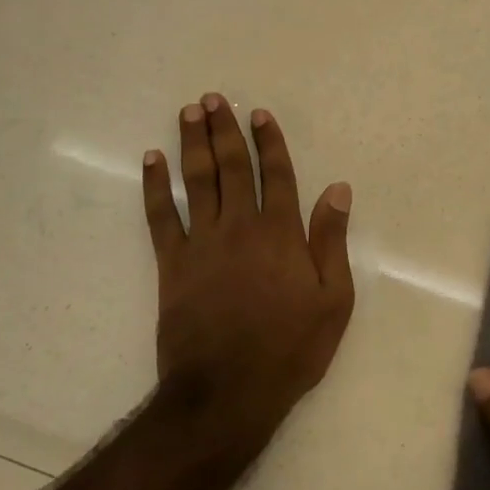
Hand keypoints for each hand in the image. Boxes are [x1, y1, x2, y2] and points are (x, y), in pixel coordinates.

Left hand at [142, 94, 354, 433]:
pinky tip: (151, 161)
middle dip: (224, 130)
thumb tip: (338, 190)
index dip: (269, 142)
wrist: (227, 391)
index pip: (277, 175)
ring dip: (192, 144)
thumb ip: (332, 241)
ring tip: (188, 113)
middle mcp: (240, 227)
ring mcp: (202, 243)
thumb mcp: (333, 301)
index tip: (259, 114)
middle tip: (213, 99)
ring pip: (197, 181)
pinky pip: (160, 216)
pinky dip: (155, 186)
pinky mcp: (171, 264)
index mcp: (281, 234)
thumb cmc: (290, 349)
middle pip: (232, 167)